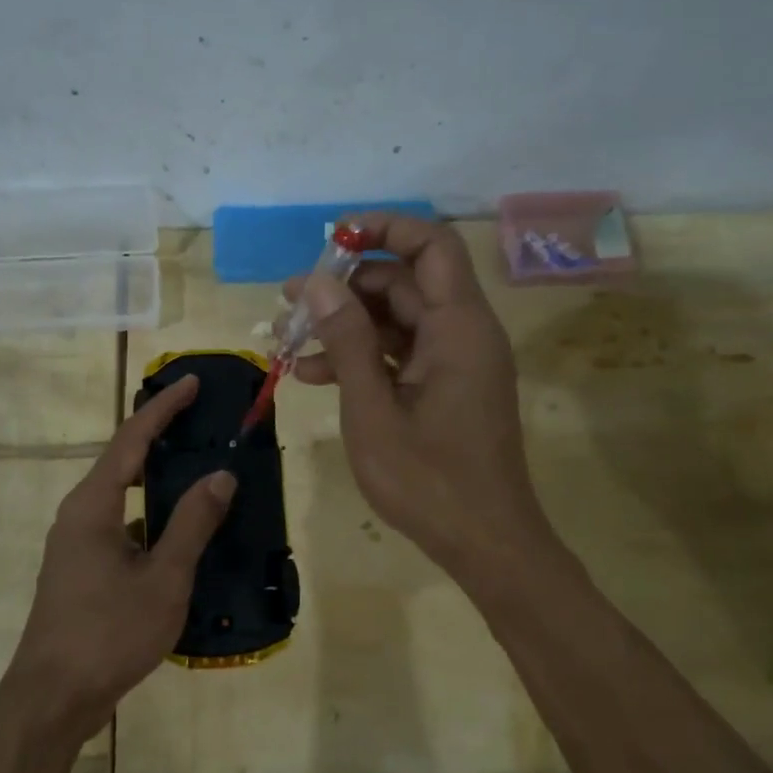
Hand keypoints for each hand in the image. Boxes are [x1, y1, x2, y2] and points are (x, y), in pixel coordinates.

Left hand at [3, 376, 234, 739]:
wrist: (52, 698)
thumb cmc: (108, 633)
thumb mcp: (163, 579)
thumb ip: (192, 524)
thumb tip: (220, 475)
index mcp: (93, 504)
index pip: (132, 439)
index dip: (164, 408)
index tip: (193, 383)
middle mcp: (79, 513)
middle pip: (123, 459)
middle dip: (161, 434)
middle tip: (201, 418)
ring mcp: (76, 542)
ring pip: (122, 494)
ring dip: (157, 476)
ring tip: (197, 464)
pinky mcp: (81, 567)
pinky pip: (122, 523)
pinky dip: (151, 513)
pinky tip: (180, 528)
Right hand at [287, 213, 553, 576]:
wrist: (485, 544)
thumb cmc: (429, 480)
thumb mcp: (373, 408)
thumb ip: (347, 340)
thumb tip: (317, 281)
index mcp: (459, 327)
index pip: (430, 245)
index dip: (384, 229)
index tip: (331, 240)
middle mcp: (463, 332)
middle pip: (405, 282)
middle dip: (344, 287)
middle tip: (289, 303)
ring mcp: (454, 361)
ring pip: (396, 319)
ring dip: (344, 326)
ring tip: (286, 341)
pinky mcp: (445, 387)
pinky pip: (400, 353)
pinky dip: (360, 357)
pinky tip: (311, 375)